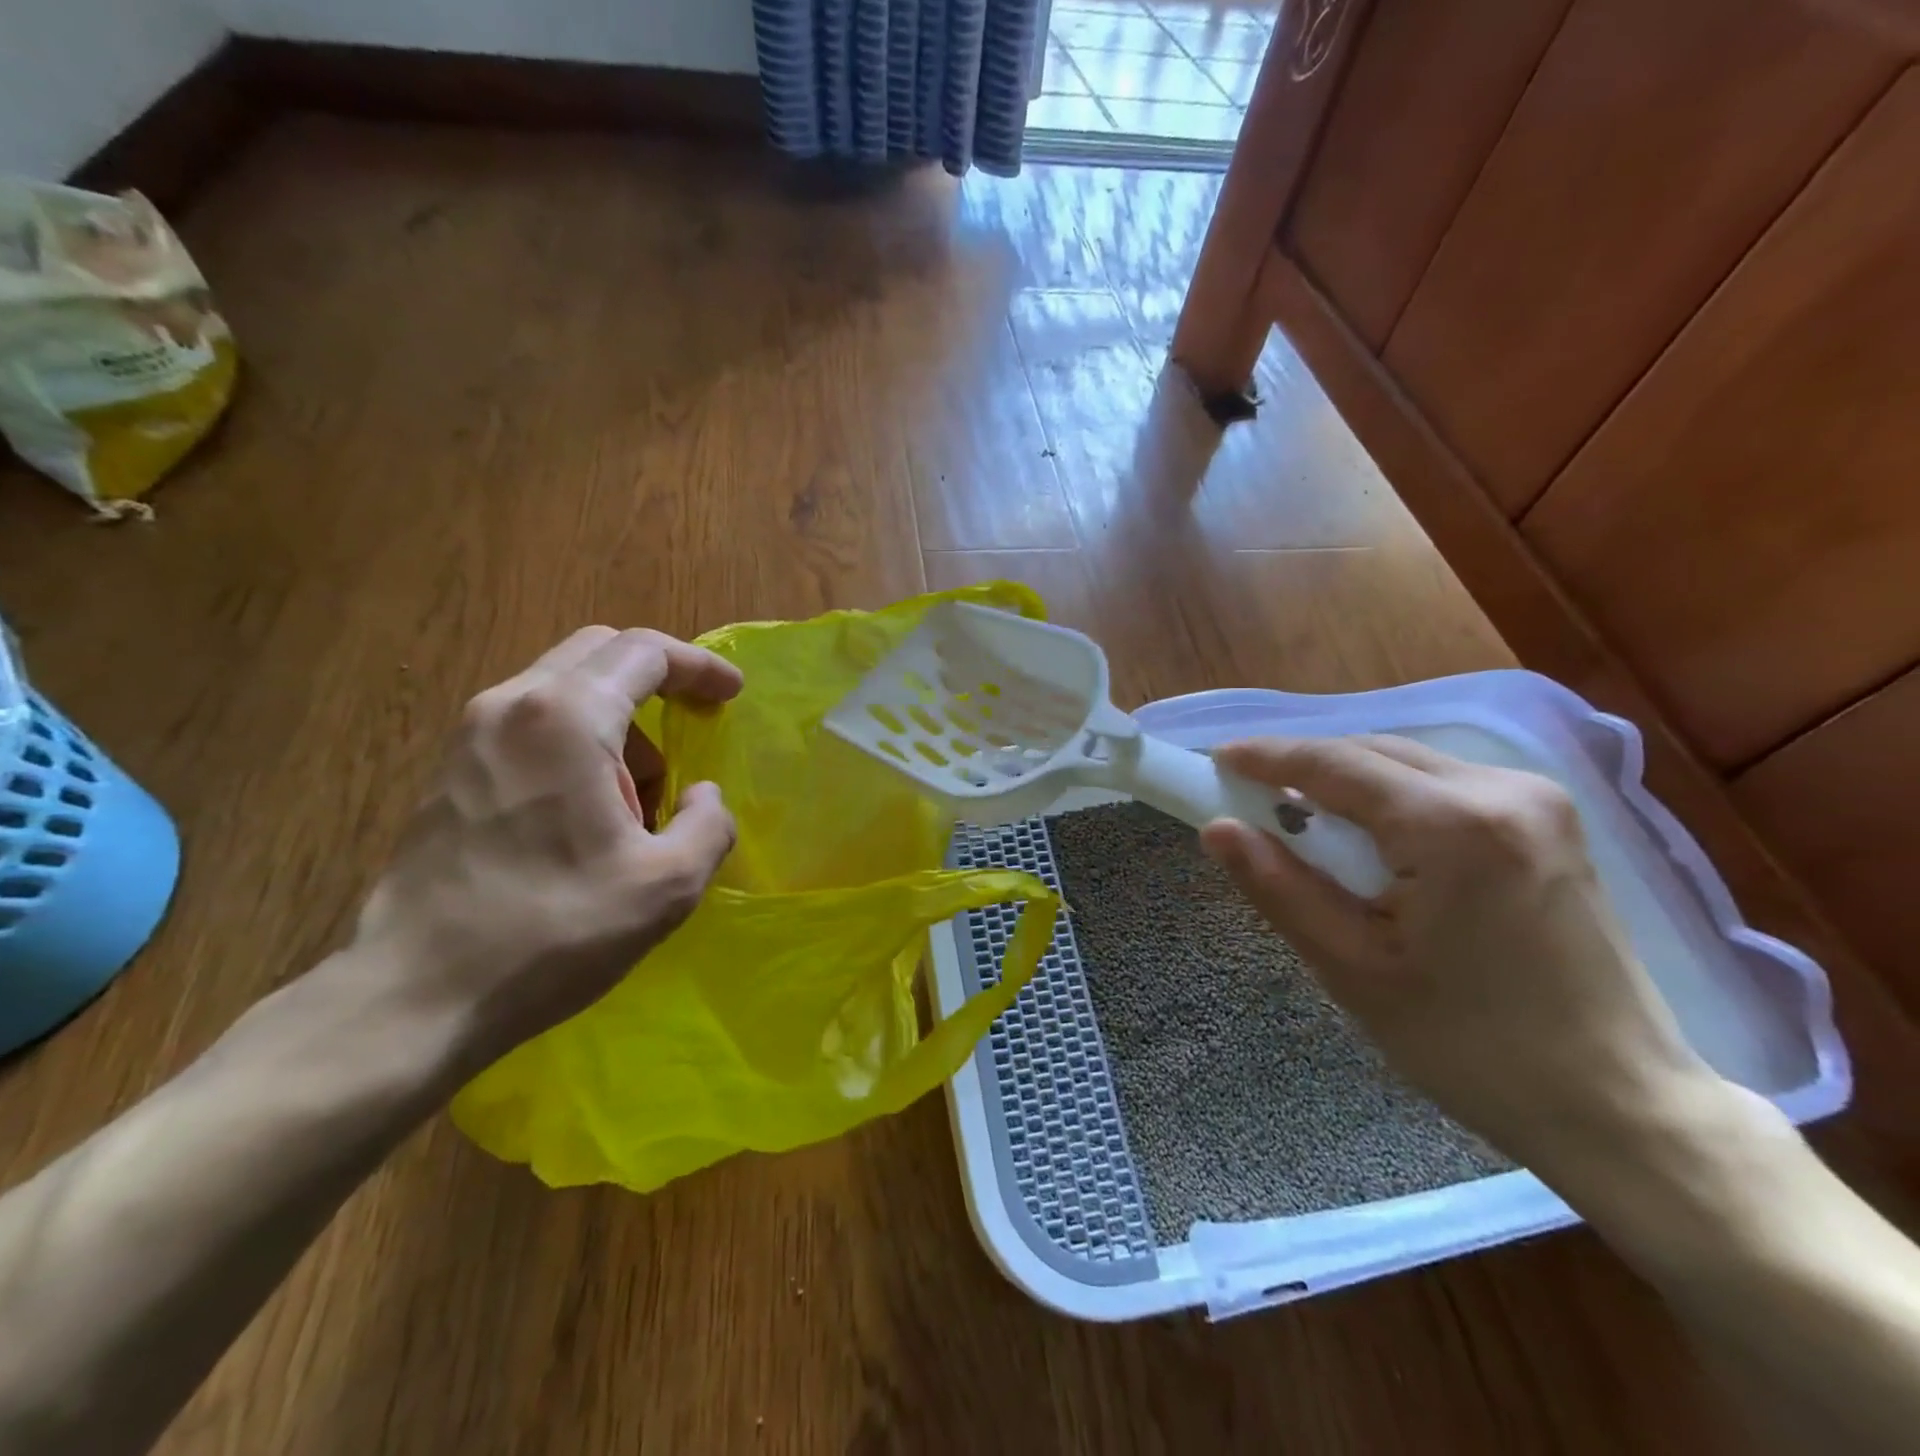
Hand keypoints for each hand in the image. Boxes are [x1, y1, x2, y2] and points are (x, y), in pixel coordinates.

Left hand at [350, 627, 742, 1071]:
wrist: (413, 997)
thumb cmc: (553, 931)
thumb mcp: (668, 884)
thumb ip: (709, 824)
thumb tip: (702, 796)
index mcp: (565, 717)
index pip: (644, 651)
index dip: (699, 666)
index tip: (732, 694)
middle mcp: (510, 706)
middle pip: (598, 654)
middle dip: (657, 681)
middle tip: (694, 722)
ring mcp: (469, 737)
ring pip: (563, 691)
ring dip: (618, 723)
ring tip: (642, 799)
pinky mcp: (448, 773)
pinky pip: (531, 726)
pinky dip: (578, 745)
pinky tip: (589, 814)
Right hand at [1200, 736, 1720, 1183]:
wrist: (1620, 1105)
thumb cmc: (1472, 1046)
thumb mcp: (1352, 969)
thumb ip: (1279, 888)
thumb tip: (1216, 828)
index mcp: (1453, 825)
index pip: (1335, 764)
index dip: (1268, 756)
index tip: (1215, 759)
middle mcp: (1502, 790)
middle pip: (1374, 752)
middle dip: (1305, 767)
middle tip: (1248, 795)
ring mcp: (1537, 801)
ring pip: (1408, 763)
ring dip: (1346, 781)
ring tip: (1298, 820)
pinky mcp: (1550, 822)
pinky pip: (1443, 784)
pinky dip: (1390, 797)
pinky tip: (1368, 836)